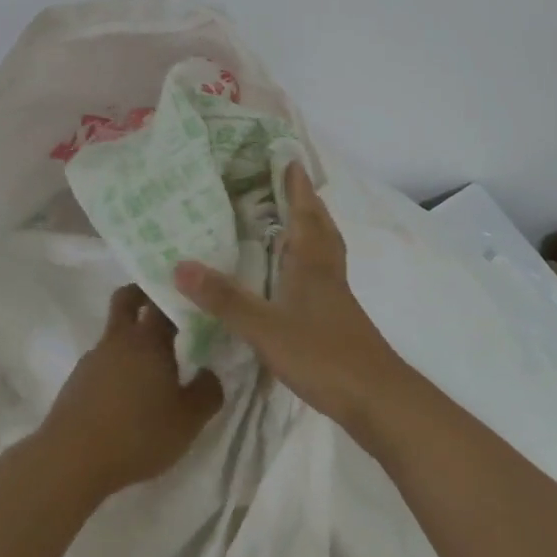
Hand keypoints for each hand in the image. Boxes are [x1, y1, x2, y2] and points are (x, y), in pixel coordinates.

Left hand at [39, 286, 224, 497]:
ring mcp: (93, 358)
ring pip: (114, 334)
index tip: (192, 300)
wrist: (72, 459)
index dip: (178, 296)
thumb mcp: (188, 421)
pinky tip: (126, 397)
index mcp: (148, 339)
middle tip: (163, 308)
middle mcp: (119, 339)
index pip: (163, 300)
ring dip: (131, 340)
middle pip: (127, 299)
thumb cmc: (138, 434)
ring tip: (151, 370)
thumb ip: (208, 392)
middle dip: (143, 295)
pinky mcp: (77, 381)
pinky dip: (116, 368)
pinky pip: (102, 363)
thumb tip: (210, 372)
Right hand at [173, 162, 406, 438]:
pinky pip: (321, 272)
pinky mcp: (337, 317)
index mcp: (311, 261)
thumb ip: (225, 298)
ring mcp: (335, 295)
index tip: (286, 157)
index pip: (303, 211)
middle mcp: (325, 270)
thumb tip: (180, 265)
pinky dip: (307, 259)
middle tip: (285, 182)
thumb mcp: (264, 327)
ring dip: (309, 227)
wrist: (377, 399)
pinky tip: (293, 275)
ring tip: (288, 220)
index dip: (295, 185)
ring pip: (323, 248)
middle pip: (319, 225)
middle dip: (304, 201)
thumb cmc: (323, 354)